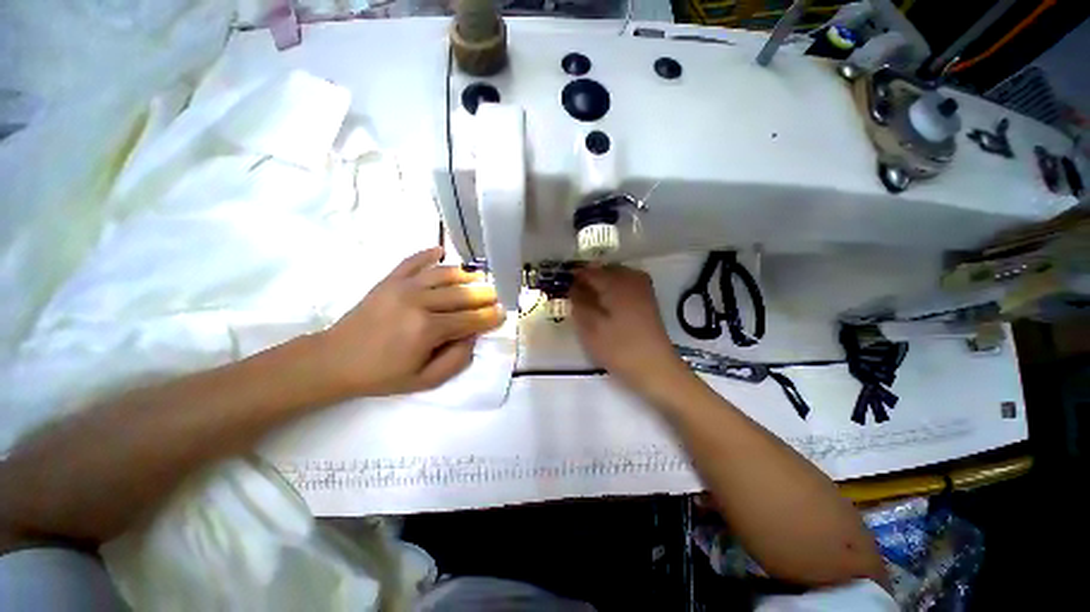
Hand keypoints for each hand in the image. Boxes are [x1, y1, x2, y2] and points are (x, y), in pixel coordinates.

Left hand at [319, 247, 504, 396]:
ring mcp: (402, 287)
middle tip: (497, 295)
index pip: (470, 319)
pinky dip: (428, 253)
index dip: (489, 316)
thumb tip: (473, 336)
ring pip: (443, 274)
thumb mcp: (425, 380)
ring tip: (479, 277)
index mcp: (427, 329)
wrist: (335, 360)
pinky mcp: (389, 280)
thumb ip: (456, 360)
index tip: (503, 313)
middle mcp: (419, 302)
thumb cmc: (382, 374)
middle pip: (461, 294)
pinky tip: (441, 250)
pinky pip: (413, 261)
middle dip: (483, 294)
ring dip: (465, 274)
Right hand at [571, 266, 691, 396]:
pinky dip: (613, 290)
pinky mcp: (648, 299)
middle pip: (604, 270)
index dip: (573, 277)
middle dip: (588, 279)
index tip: (562, 286)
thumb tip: (572, 287)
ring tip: (589, 301)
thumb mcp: (590, 327)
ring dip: (601, 284)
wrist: (656, 368)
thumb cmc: (619, 348)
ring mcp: (643, 288)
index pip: (589, 272)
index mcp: (616, 282)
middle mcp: (631, 278)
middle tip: (574, 295)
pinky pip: (626, 285)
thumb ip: (578, 302)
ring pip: (615, 276)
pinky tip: (607, 304)